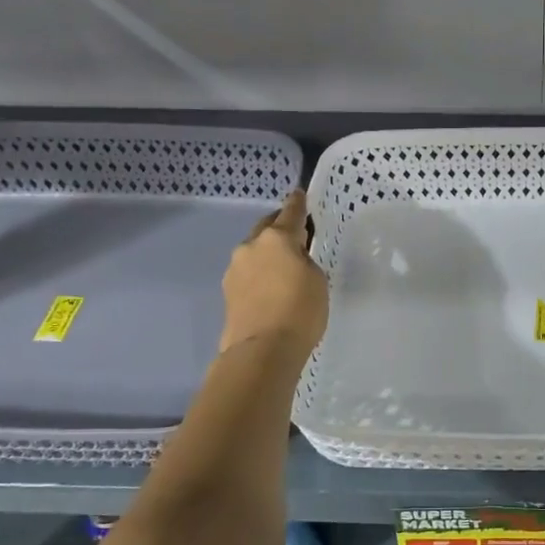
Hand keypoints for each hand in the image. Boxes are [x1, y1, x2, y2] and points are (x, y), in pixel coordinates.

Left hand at [218, 191, 328, 364]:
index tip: (299, 194)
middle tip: (295, 234)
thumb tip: (291, 262)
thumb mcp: (317, 280)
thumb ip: (305, 261)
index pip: (290, 212)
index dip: (298, 203)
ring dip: (267, 253)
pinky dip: (259, 274)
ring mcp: (234, 269)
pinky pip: (248, 273)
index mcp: (276, 238)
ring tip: (283, 268)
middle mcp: (251, 246)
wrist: (262, 350)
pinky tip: (270, 289)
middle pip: (266, 228)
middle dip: (279, 227)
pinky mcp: (227, 292)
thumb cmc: (299, 311)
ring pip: (254, 251)